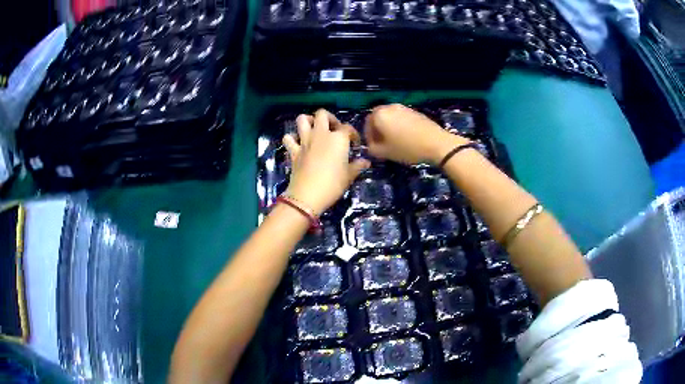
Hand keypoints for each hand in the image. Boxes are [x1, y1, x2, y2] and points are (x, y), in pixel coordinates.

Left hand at [282, 110, 369, 215]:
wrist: (308, 195)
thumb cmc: (333, 184)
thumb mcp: (349, 176)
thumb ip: (357, 166)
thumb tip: (366, 162)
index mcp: (338, 139)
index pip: (347, 128)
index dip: (353, 134)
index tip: (355, 144)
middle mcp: (321, 134)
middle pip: (322, 114)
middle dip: (329, 118)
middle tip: (333, 129)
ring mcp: (305, 141)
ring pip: (302, 119)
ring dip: (308, 121)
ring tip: (313, 129)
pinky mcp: (293, 151)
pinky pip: (288, 138)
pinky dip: (291, 138)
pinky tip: (296, 143)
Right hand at [364, 104, 469, 164]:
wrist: (436, 143)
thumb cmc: (407, 148)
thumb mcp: (384, 153)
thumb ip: (372, 149)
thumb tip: (371, 146)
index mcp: (379, 115)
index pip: (367, 124)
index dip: (368, 137)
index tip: (373, 147)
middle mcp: (389, 107)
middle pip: (378, 118)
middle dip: (378, 130)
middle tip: (382, 144)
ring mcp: (403, 108)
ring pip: (390, 117)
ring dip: (389, 128)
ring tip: (395, 141)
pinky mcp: (415, 111)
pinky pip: (401, 118)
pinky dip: (399, 126)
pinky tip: (406, 137)